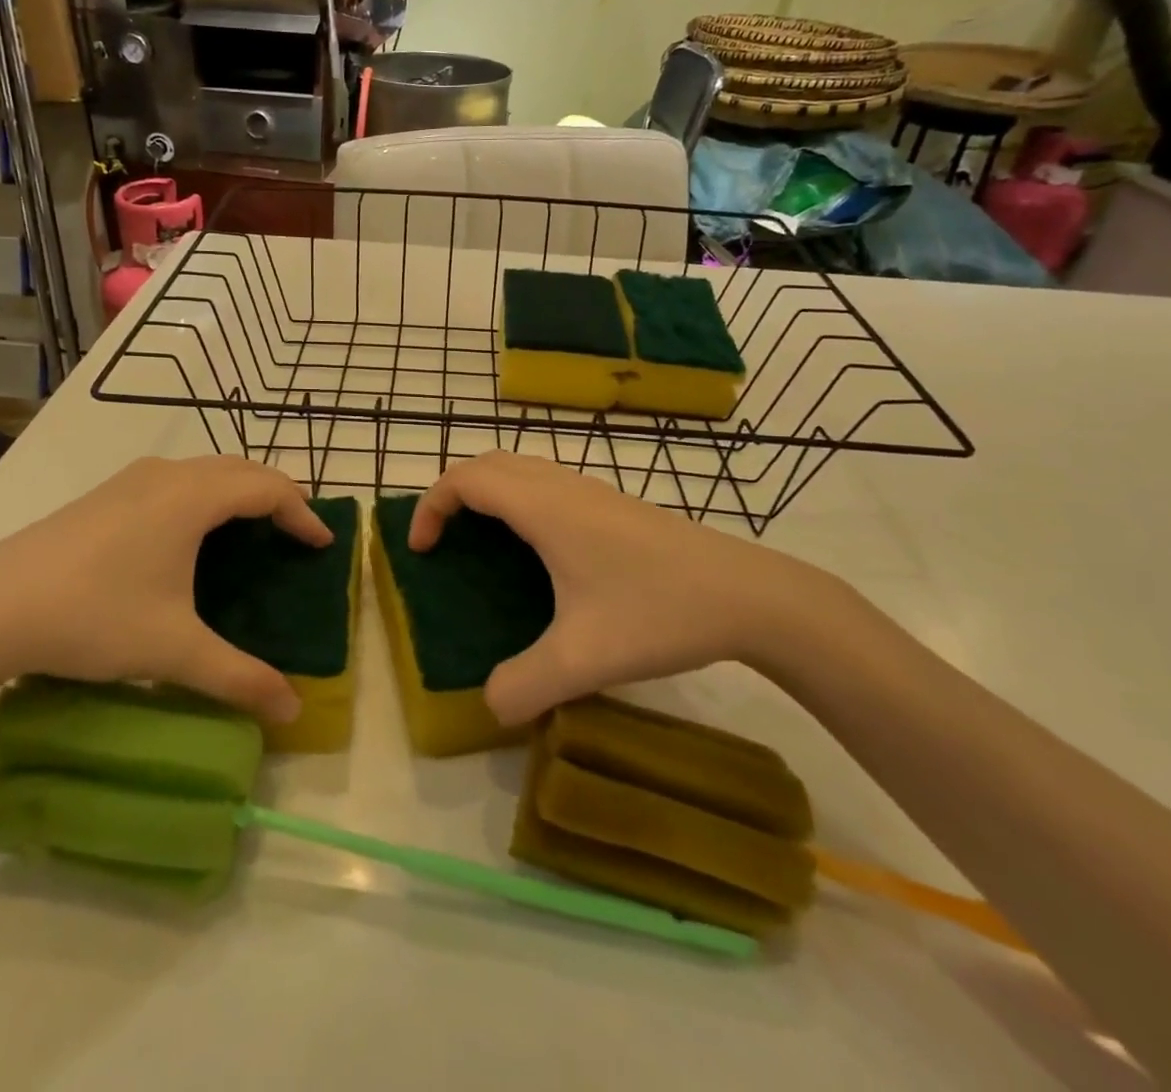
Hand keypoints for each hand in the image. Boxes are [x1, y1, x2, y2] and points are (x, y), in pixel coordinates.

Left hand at [0, 456, 329, 723]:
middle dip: (275, 496)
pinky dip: (203, 497)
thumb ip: (239, 678)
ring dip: (237, 492)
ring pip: (203, 471)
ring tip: (250, 532)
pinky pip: (173, 482)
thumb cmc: (92, 618)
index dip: (302, 513)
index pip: (268, 488)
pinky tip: (188, 538)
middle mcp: (166, 475)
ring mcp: (129, 481)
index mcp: (192, 498)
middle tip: (294, 534)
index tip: (321, 546)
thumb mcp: (173, 651)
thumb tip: (293, 711)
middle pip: (240, 469)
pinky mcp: (102, 496)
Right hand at [409, 452, 852, 724]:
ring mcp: (593, 491)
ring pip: (521, 470)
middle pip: (489, 464)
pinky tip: (539, 554)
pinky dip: (519, 501)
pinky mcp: (615, 505)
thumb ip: (524, 686)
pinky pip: (547, 484)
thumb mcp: (584, 659)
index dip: (431, 506)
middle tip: (443, 542)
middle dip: (453, 493)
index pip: (466, 479)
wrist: (748, 595)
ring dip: (489, 494)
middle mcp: (562, 486)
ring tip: (482, 544)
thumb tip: (489, 705)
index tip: (422, 551)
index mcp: (544, 508)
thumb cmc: (659, 611)